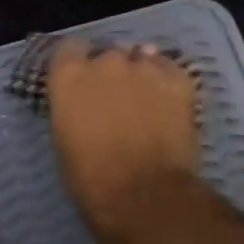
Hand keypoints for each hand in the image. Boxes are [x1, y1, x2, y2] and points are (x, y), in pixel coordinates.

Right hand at [47, 38, 201, 241]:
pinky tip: (169, 103)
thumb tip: (86, 105)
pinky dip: (168, 82)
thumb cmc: (91, 178)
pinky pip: (170, 70)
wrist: (143, 194)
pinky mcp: (179, 79)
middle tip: (117, 98)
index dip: (78, 64)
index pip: (69, 49)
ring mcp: (145, 67)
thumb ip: (73, 109)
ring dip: (141, 74)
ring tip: (147, 100)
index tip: (83, 82)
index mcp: (69, 76)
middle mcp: (105, 61)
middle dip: (112, 71)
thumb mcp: (64, 139)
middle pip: (109, 54)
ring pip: (142, 58)